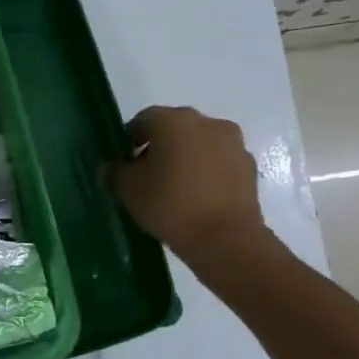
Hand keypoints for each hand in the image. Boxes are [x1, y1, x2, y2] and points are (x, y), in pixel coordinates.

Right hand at [112, 106, 277, 262]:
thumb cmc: (170, 205)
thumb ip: (114, 172)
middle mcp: (206, 122)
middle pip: (174, 128)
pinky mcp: (249, 166)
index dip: (130, 139)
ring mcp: (232, 143)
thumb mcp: (128, 190)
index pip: (144, 119)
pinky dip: (206, 171)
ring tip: (175, 188)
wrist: (226, 239)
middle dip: (159, 146)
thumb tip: (109, 167)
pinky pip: (219, 162)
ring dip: (186, 157)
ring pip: (199, 143)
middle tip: (147, 175)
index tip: (124, 162)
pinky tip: (198, 197)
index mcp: (172, 120)